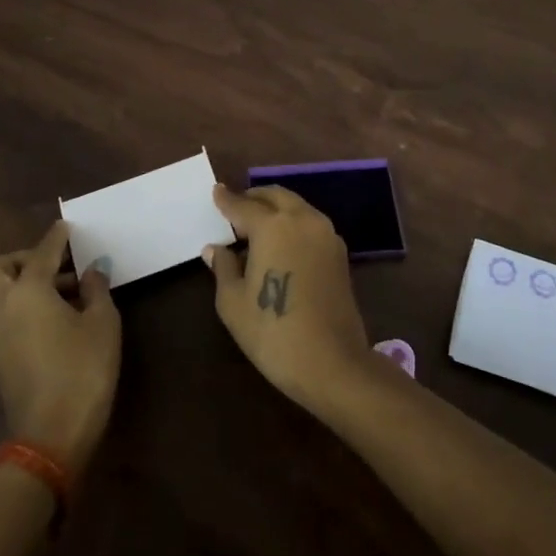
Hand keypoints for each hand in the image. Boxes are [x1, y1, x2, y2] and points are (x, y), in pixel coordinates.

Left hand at [0, 220, 120, 474]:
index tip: (67, 227)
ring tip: (63, 295)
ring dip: (23, 284)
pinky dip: (19, 307)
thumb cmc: (83, 370)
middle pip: (1, 268)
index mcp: (27, 291)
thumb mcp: (103, 324)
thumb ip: (96, 289)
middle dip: (26, 259)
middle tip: (59, 266)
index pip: (42, 252)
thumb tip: (91, 271)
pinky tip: (51, 321)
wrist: (51, 436)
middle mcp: (1, 307)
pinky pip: (1, 316)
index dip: (57, 237)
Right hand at [206, 184, 370, 413]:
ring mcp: (326, 235)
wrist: (332, 363)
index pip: (243, 205)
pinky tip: (280, 245)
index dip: (226, 200)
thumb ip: (224, 268)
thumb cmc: (273, 332)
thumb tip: (216, 249)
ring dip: (276, 209)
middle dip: (254, 198)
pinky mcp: (340, 253)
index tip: (216, 192)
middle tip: (236, 209)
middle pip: (275, 196)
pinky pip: (310, 225)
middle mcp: (302, 220)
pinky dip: (293, 224)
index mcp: (272, 226)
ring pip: (297, 207)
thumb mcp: (233, 303)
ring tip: (256, 228)